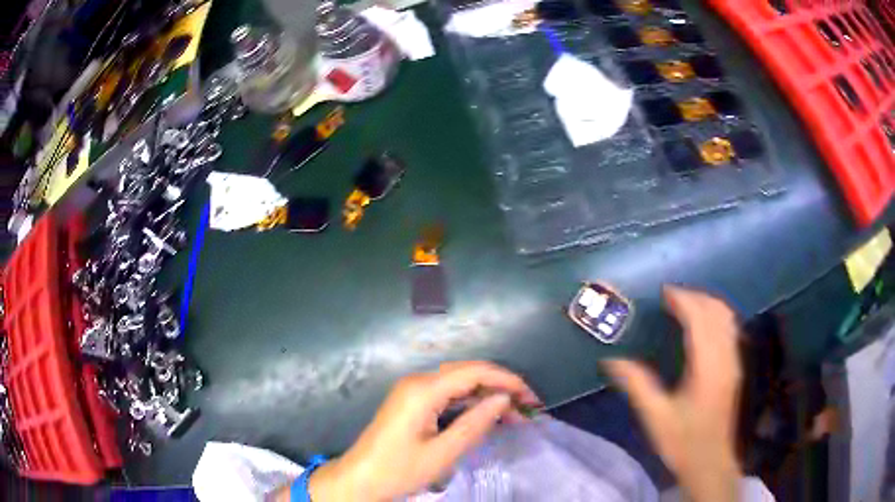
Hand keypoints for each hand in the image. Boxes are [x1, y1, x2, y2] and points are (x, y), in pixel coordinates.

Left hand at [306, 361, 540, 500]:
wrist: (360, 479)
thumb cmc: (398, 470)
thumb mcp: (442, 453)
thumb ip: (475, 423)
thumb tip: (504, 399)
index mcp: (423, 390)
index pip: (474, 372)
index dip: (507, 380)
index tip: (531, 398)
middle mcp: (417, 381)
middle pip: (467, 373)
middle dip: (500, 387)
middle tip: (527, 408)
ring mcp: (412, 390)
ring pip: (458, 384)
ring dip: (486, 395)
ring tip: (513, 414)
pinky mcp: (411, 402)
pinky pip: (447, 395)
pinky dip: (469, 403)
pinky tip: (486, 415)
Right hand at [604, 286, 742, 501]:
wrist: (711, 463)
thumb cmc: (683, 442)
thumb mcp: (655, 417)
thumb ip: (636, 385)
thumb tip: (611, 360)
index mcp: (707, 366)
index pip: (699, 319)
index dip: (683, 300)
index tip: (663, 293)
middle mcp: (725, 357)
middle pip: (716, 311)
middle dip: (696, 297)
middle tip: (671, 297)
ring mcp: (734, 361)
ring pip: (727, 317)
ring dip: (708, 304)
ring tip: (686, 305)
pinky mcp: (735, 368)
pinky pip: (730, 329)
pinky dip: (717, 316)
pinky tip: (703, 325)